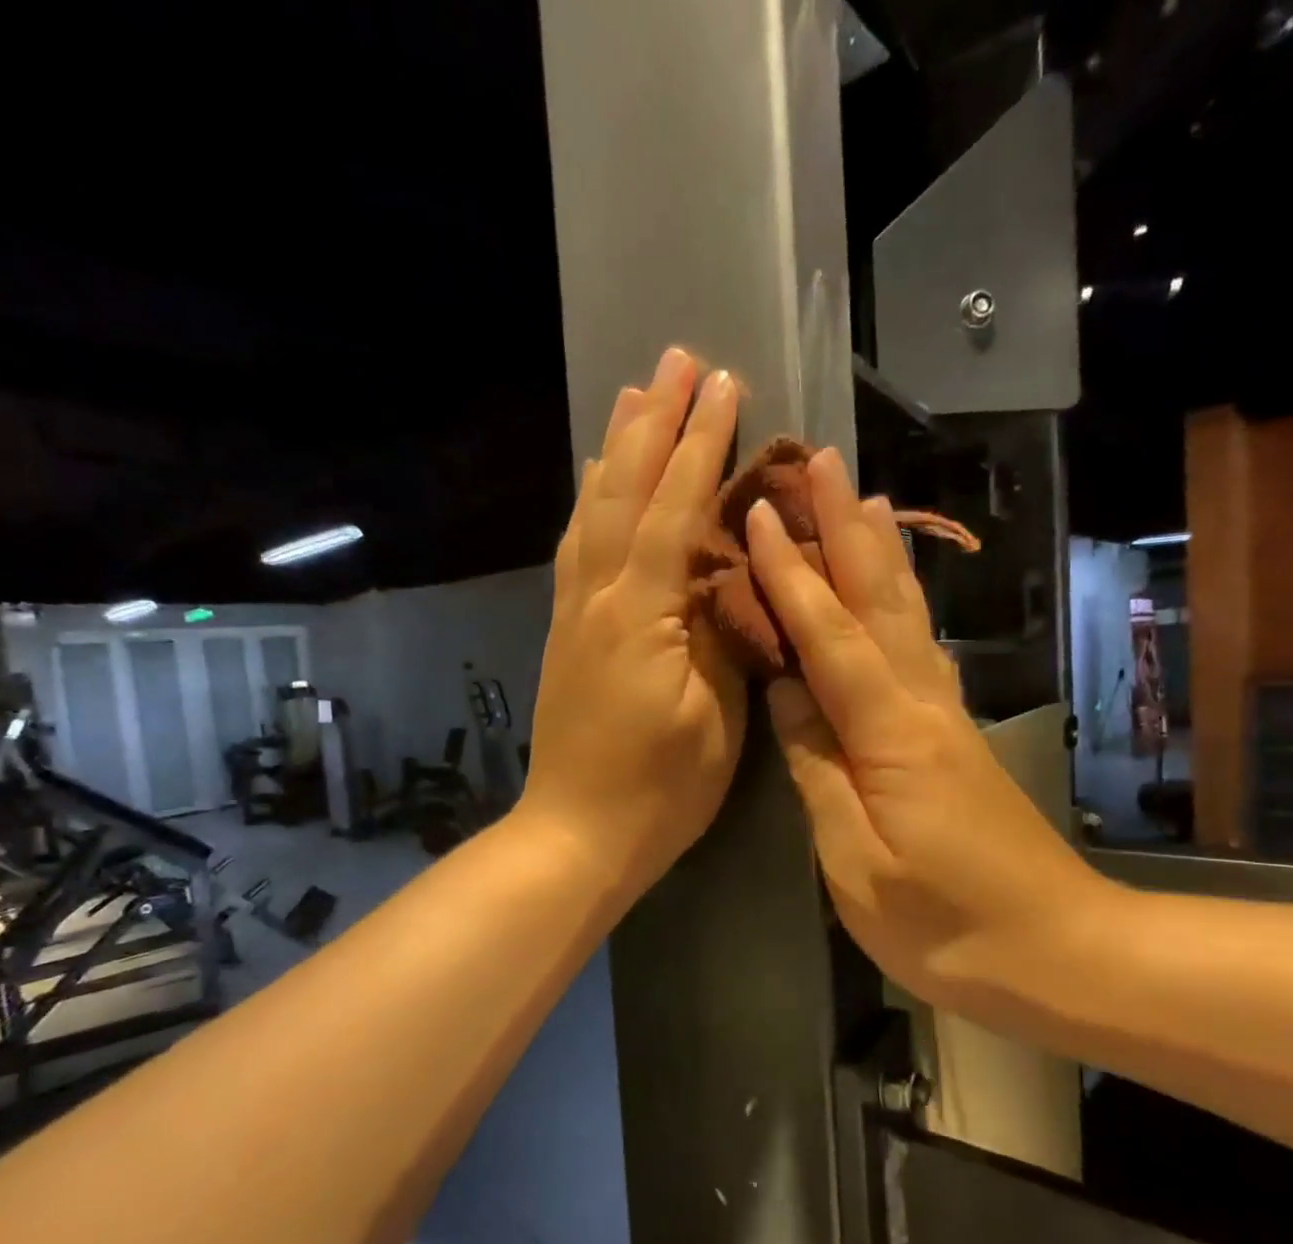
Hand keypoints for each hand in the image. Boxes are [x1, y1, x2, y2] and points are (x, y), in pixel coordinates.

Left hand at [521, 347, 746, 894]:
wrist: (578, 834)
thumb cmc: (661, 789)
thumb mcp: (713, 716)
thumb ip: (720, 633)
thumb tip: (728, 569)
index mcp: (640, 613)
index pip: (676, 509)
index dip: (701, 445)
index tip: (724, 384)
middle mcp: (598, 596)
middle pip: (625, 491)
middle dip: (654, 423)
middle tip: (676, 360)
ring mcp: (574, 612)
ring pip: (594, 511)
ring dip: (616, 448)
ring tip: (634, 395)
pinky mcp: (565, 631)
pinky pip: (575, 548)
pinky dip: (588, 502)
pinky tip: (594, 481)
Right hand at [744, 448, 1113, 999]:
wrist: (1056, 951)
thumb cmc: (945, 923)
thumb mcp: (857, 861)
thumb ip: (818, 770)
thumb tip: (786, 695)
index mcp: (890, 733)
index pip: (829, 636)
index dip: (789, 575)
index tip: (754, 515)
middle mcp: (921, 704)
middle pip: (878, 601)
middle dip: (844, 528)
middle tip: (819, 462)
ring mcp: (944, 716)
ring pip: (905, 615)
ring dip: (878, 552)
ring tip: (861, 497)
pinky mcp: (952, 735)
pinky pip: (917, 647)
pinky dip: (900, 603)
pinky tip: (894, 589)